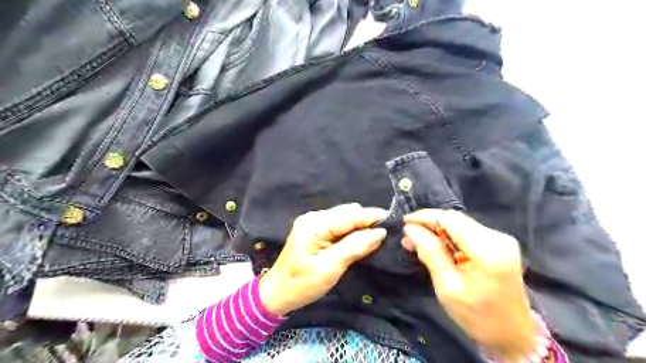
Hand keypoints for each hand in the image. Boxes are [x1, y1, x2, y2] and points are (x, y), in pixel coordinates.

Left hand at [259, 204, 388, 317]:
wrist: (278, 292)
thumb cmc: (302, 284)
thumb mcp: (330, 267)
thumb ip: (354, 247)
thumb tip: (379, 233)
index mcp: (314, 225)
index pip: (348, 215)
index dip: (371, 216)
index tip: (392, 219)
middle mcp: (314, 218)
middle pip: (347, 212)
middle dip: (367, 220)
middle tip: (385, 232)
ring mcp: (314, 222)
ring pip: (344, 217)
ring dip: (360, 225)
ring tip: (376, 235)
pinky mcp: (316, 230)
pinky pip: (338, 225)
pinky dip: (351, 230)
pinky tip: (360, 238)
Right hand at [403, 209, 534, 361]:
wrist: (513, 335)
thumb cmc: (477, 316)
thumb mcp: (447, 287)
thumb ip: (430, 253)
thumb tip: (411, 229)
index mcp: (486, 251)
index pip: (449, 220)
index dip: (424, 217)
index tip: (404, 222)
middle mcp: (497, 238)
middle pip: (455, 219)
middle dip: (429, 223)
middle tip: (408, 236)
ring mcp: (501, 239)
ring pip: (460, 223)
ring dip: (438, 230)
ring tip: (418, 241)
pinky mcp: (500, 244)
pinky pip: (468, 231)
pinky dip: (449, 236)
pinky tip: (437, 246)